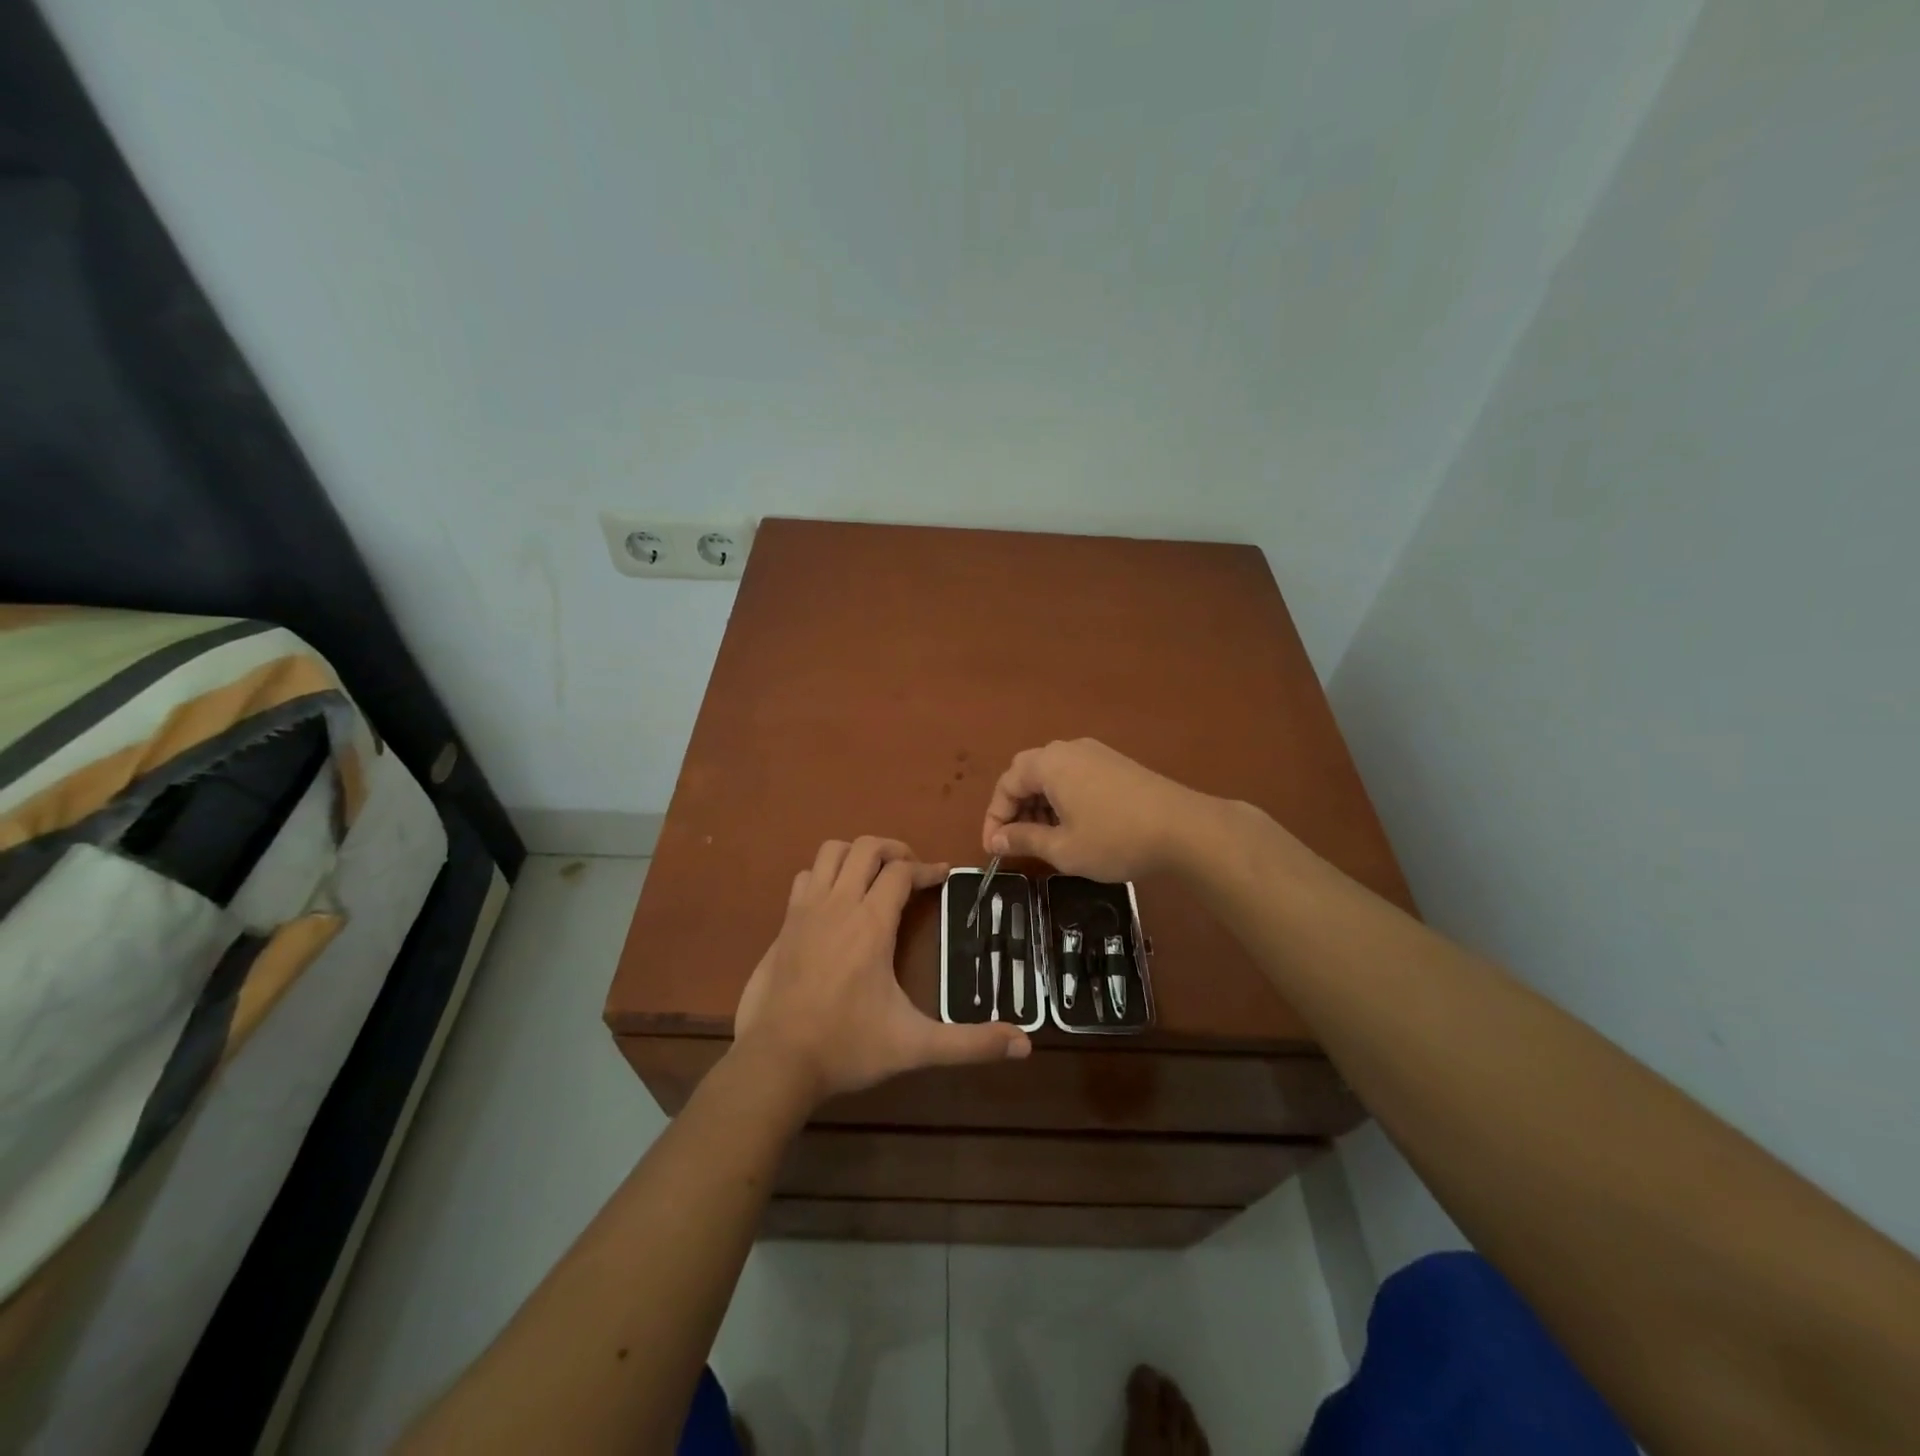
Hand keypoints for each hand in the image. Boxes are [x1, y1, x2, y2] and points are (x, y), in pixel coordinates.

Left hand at [734, 837, 1029, 1104]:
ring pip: (830, 853)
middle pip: (866, 848)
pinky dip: (825, 875)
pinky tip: (836, 901)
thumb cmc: (848, 1047)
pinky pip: (805, 877)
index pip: (902, 872)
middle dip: (894, 850)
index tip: (945, 875)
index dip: (928, 869)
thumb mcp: (915, 1046)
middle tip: (913, 872)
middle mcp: (838, 904)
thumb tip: (1025, 1045)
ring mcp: (805, 911)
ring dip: (856, 854)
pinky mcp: (784, 924)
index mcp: (871, 923)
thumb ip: (970, 1044)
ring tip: (874, 876)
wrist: (775, 1063)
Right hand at [981, 739, 1207, 880]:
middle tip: (1016, 842)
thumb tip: (995, 841)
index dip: (994, 818)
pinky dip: (1063, 798)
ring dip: (1039, 804)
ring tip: (1044, 838)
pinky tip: (1073, 825)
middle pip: (1027, 773)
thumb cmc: (1114, 839)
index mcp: (1049, 764)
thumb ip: (1024, 840)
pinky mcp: (1115, 763)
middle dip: (1015, 808)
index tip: (994, 849)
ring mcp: (1095, 753)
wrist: (1184, 828)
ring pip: (1052, 775)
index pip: (1006, 784)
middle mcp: (1068, 749)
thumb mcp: (1063, 848)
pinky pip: (1075, 775)